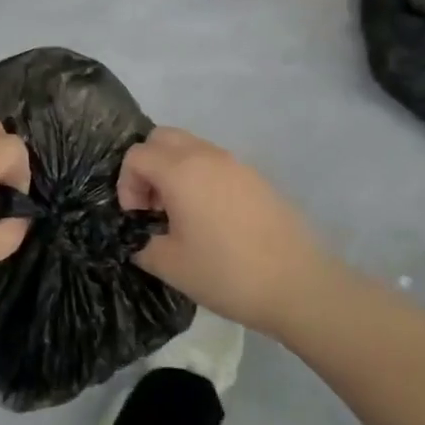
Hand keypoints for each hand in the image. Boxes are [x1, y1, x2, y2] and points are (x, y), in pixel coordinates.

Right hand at [118, 127, 334, 335]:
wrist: (298, 286)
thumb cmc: (226, 273)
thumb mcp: (169, 265)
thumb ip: (141, 244)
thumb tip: (138, 236)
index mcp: (181, 171)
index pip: (137, 155)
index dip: (126, 184)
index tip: (137, 217)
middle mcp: (208, 156)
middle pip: (163, 138)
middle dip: (148, 166)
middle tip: (153, 206)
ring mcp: (236, 164)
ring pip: (191, 147)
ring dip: (174, 171)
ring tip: (181, 215)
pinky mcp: (257, 178)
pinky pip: (216, 164)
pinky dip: (201, 178)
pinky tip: (211, 219)